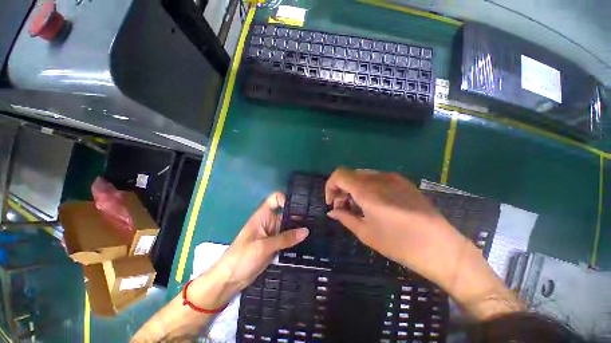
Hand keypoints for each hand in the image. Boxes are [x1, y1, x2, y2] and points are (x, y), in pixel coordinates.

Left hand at [201, 192, 308, 306]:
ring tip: (316, 229)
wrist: (230, 280)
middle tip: (315, 220)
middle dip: (299, 216)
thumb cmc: (242, 257)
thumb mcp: (263, 246)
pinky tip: (309, 241)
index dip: (286, 199)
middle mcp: (270, 222)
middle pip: (286, 214)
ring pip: (289, 227)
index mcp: (263, 216)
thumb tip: (306, 231)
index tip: (300, 206)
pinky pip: (288, 239)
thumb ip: (285, 238)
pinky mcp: (276, 245)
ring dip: (299, 229)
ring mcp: (273, 234)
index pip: (275, 199)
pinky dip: (296, 240)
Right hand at [325, 167, 521, 318]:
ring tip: (358, 207)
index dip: (330, 186)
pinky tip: (374, 204)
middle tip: (343, 207)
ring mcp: (392, 178)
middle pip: (350, 175)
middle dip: (341, 189)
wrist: (442, 248)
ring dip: (354, 188)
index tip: (331, 202)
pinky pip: (376, 179)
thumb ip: (345, 217)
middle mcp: (378, 178)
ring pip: (362, 176)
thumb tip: (332, 212)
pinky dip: (367, 188)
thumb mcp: (366, 233)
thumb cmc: (399, 244)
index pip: (339, 175)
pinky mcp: (402, 182)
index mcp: (367, 189)